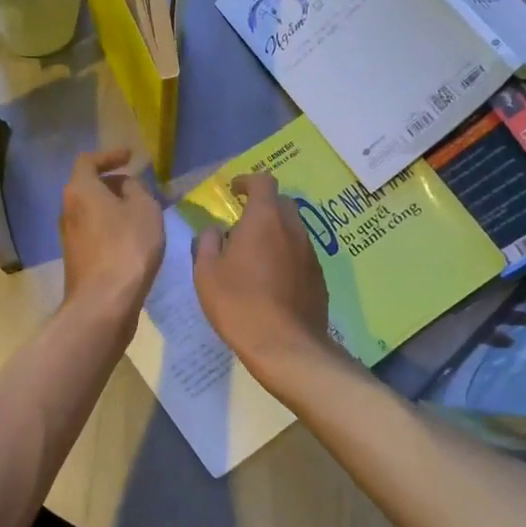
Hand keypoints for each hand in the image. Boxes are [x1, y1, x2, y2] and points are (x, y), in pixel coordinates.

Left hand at [59, 149, 163, 324]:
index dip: (109, 155)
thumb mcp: (144, 209)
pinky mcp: (77, 259)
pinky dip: (112, 230)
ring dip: (115, 210)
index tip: (129, 157)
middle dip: (114, 185)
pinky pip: (96, 233)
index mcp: (80, 190)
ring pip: (93, 212)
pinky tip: (133, 241)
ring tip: (142, 216)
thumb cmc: (127, 247)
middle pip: (89, 187)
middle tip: (141, 190)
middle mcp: (68, 210)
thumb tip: (126, 187)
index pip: (88, 161)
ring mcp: (69, 237)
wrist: (104, 302)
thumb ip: (136, 189)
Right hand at [192, 173, 332, 378]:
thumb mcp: (206, 273)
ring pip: (293, 230)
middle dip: (262, 207)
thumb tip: (214, 230)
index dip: (248, 181)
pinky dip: (286, 256)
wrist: (285, 345)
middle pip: (281, 204)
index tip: (235, 191)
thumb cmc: (239, 303)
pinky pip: (301, 255)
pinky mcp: (319, 278)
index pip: (263, 182)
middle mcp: (293, 229)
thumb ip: (207, 243)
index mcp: (264, 220)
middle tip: (242, 226)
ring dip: (275, 234)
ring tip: (255, 257)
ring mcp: (310, 253)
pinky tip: (272, 281)